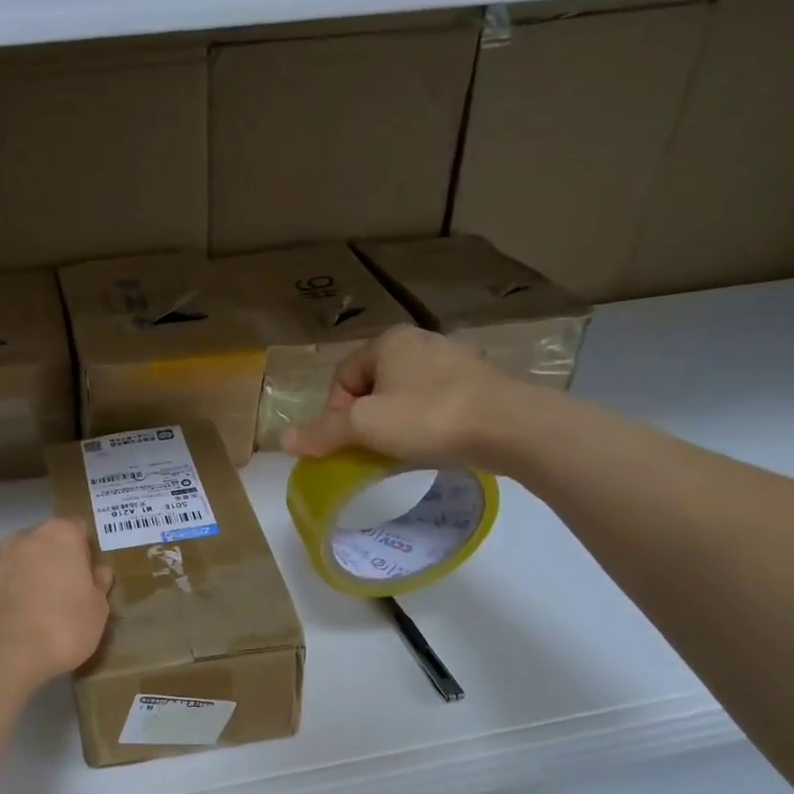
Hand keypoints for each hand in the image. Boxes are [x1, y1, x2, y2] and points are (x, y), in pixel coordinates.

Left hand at [0, 518, 113, 690]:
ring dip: (33, 575)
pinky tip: (20, 620)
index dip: (86, 553)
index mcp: (60, 534)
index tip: (89, 579)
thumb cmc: (62, 626)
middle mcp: (25, 537)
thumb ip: (99, 585)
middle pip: (48, 542)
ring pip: (23, 560)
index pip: (79, 530)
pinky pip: (4, 580)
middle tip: (68, 594)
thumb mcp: (98, 610)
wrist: (1, 655)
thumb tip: (98, 572)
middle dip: (58, 561)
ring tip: (41, 611)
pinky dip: (13, 592)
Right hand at [281, 325, 529, 467]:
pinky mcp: (477, 382)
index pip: (342, 378)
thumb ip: (323, 433)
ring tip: (401, 451)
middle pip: (372, 387)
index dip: (335, 413)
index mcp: (388, 342)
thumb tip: (283, 439)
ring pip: (403, 396)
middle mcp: (419, 341)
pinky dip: (424, 424)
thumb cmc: (428, 417)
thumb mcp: (365, 427)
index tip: (346, 442)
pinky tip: (433, 444)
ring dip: (394, 424)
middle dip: (364, 420)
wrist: (510, 426)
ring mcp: (452, 360)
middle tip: (370, 450)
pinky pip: (434, 402)